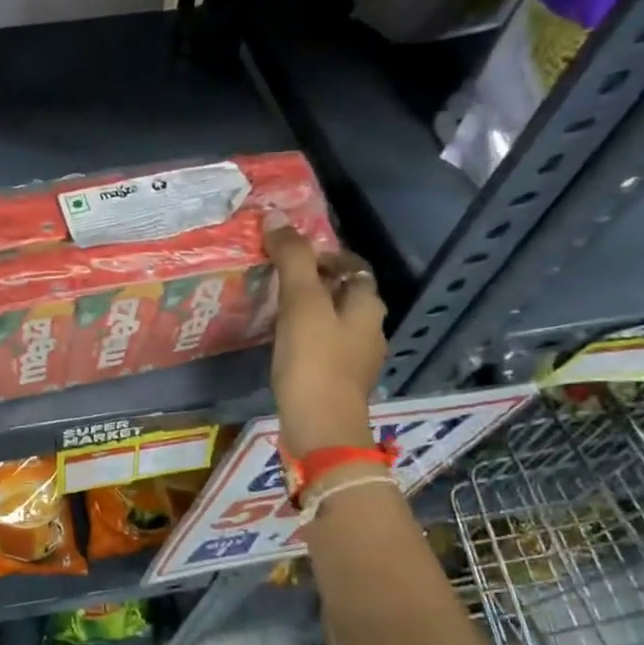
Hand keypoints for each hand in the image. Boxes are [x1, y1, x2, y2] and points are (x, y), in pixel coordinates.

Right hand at [265, 223, 386, 457]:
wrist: (320, 428)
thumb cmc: (314, 361)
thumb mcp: (301, 303)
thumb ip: (292, 259)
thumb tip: (276, 216)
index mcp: (367, 305)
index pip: (352, 265)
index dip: (324, 254)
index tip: (290, 254)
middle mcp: (369, 329)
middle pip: (344, 293)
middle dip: (315, 281)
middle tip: (276, 278)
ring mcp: (356, 359)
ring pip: (333, 321)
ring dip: (309, 310)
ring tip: (273, 308)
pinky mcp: (338, 382)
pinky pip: (323, 347)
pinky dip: (305, 337)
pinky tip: (281, 343)